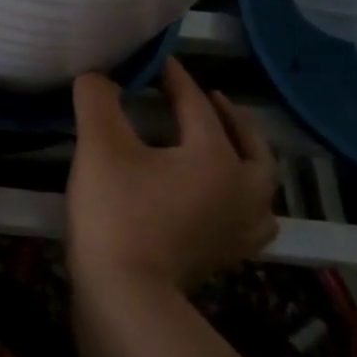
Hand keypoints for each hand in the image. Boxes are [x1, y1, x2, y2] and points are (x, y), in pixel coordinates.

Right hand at [67, 58, 278, 297]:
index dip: (174, 78)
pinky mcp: (229, 255)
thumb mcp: (99, 145)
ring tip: (224, 145)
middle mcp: (242, 189)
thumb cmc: (115, 212)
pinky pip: (251, 217)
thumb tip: (99, 76)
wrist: (126, 296)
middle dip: (228, 115)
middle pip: (249, 142)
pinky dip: (243, 198)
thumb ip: (97, 98)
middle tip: (207, 98)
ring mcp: (241, 227)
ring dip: (245, 157)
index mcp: (215, 156)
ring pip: (259, 182)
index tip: (156, 60)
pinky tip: (222, 200)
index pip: (196, 104)